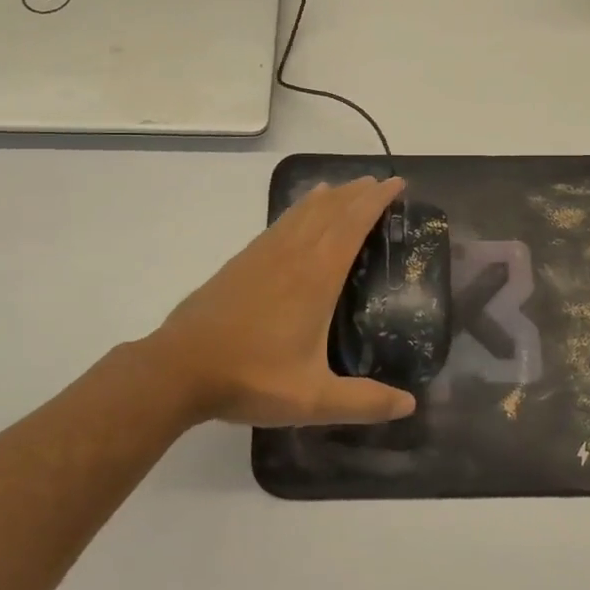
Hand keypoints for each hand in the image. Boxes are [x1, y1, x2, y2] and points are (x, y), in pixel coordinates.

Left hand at [144, 175, 417, 427]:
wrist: (179, 367)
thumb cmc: (251, 378)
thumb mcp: (313, 399)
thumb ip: (363, 402)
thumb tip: (410, 405)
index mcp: (316, 276)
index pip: (353, 224)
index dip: (376, 201)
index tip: (396, 184)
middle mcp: (293, 255)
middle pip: (331, 210)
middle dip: (358, 193)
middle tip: (380, 184)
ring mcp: (264, 254)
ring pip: (303, 212)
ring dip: (330, 197)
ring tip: (347, 188)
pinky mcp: (242, 261)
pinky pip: (281, 222)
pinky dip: (299, 209)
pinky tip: (299, 215)